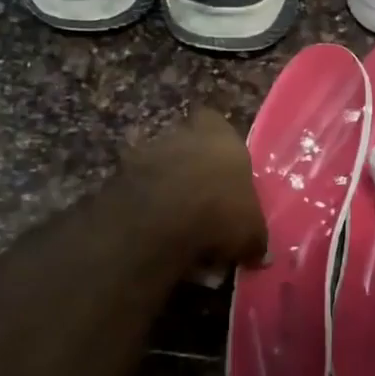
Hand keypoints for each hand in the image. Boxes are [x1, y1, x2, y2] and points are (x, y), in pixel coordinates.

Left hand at [123, 110, 266, 270]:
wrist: (158, 222)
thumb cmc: (220, 211)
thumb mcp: (252, 231)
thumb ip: (254, 236)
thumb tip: (258, 252)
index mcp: (219, 135)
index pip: (216, 123)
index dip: (219, 146)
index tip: (224, 171)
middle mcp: (180, 134)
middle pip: (186, 146)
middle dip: (192, 171)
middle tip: (203, 204)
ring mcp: (144, 153)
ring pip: (159, 169)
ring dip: (166, 191)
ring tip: (177, 226)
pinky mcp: (116, 177)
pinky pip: (137, 192)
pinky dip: (145, 209)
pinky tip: (155, 235)